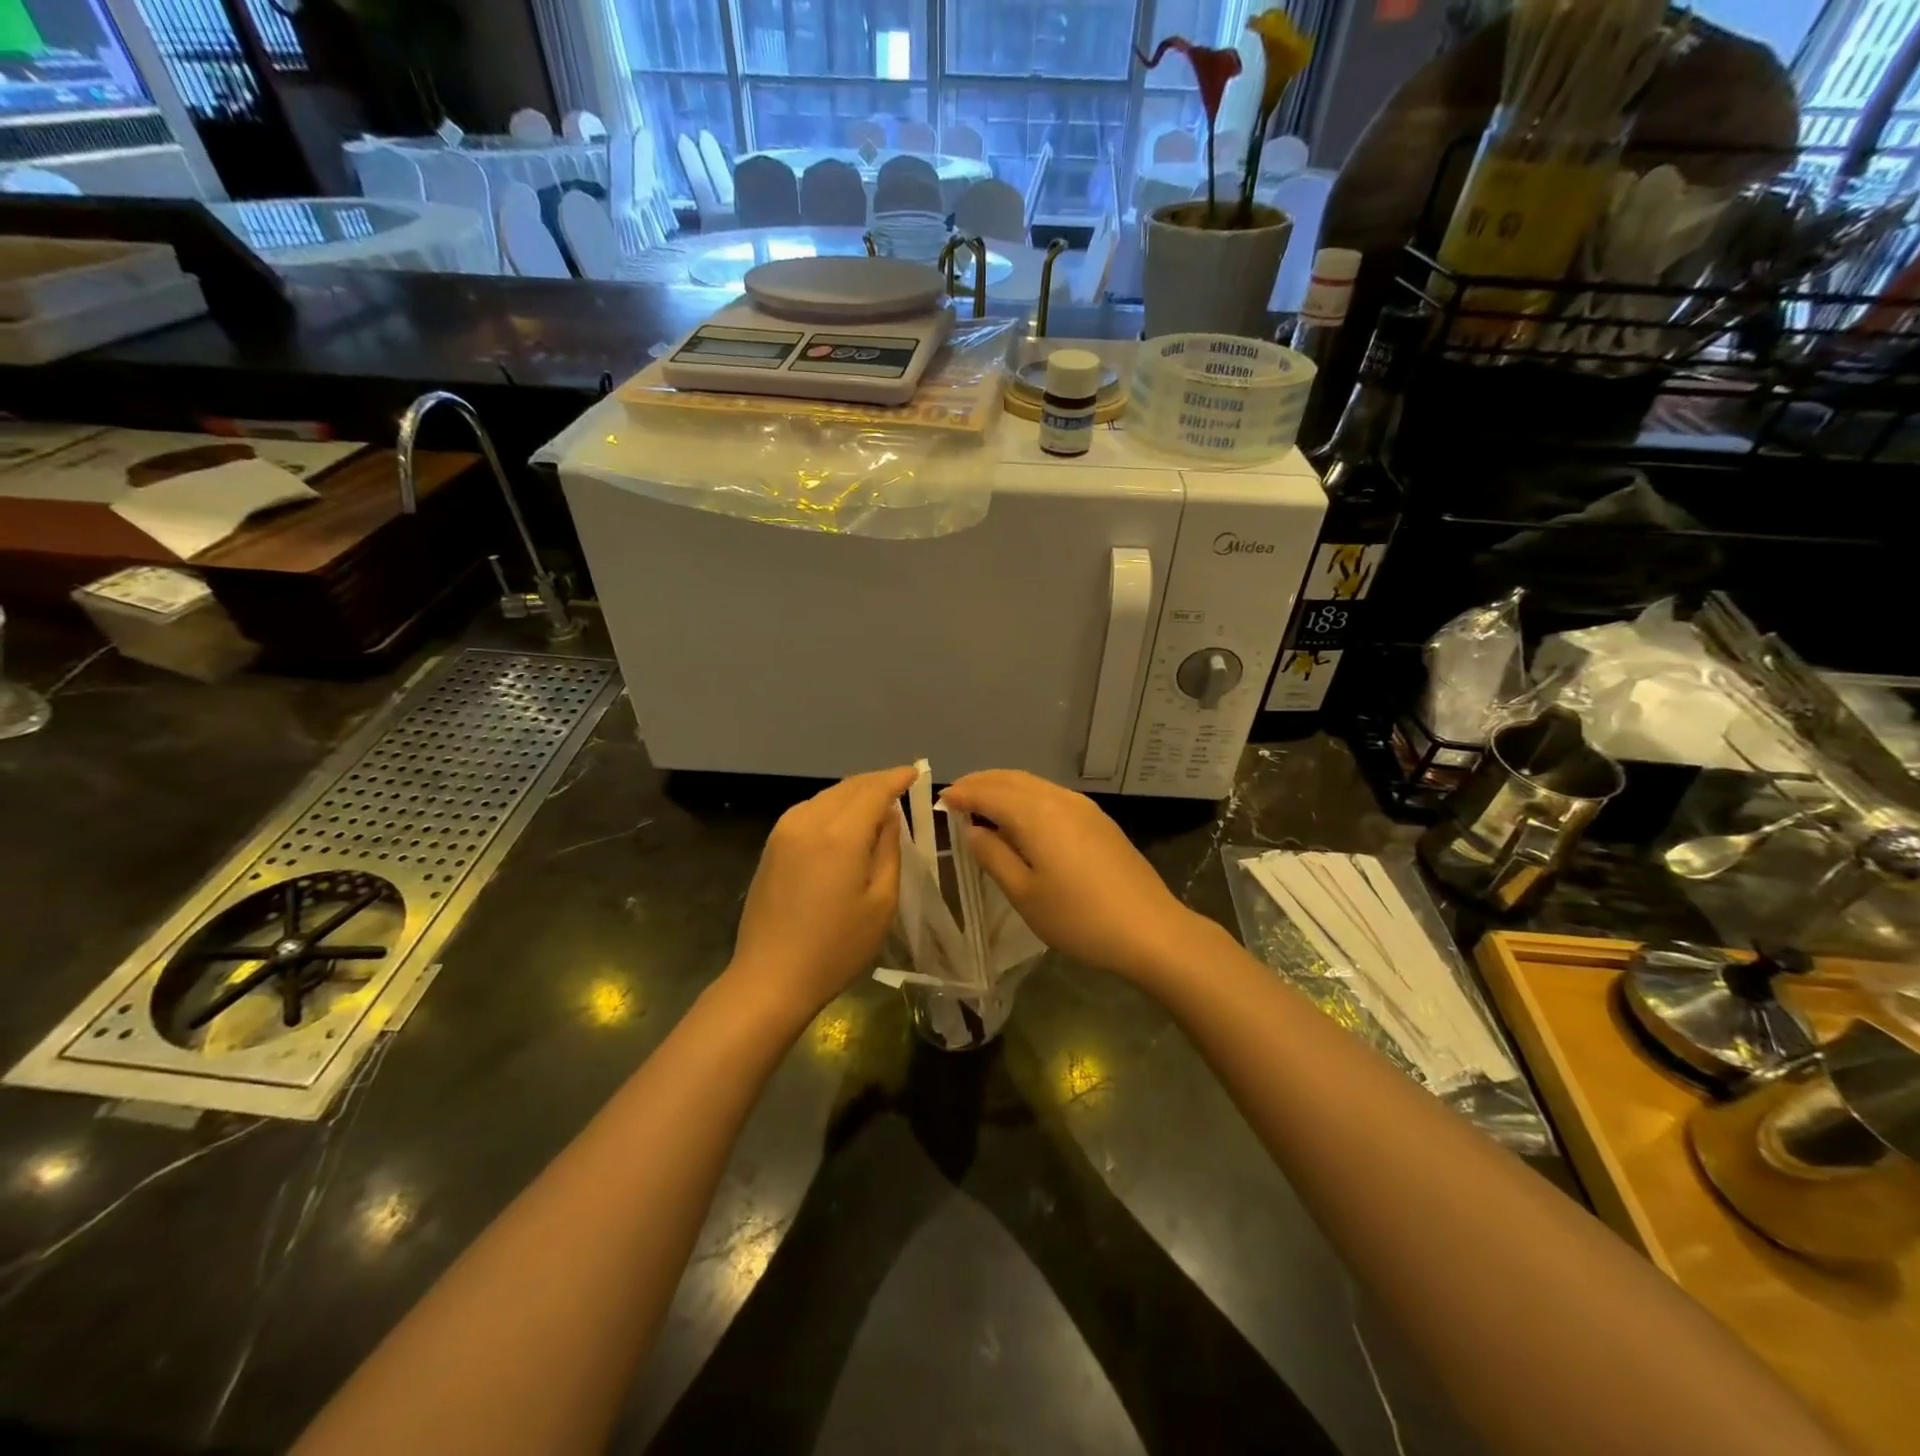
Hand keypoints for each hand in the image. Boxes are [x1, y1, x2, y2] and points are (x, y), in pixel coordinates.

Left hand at [730, 766, 916, 1016]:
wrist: (770, 978)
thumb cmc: (836, 947)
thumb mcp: (881, 903)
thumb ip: (889, 850)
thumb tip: (889, 816)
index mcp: (840, 833)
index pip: (874, 789)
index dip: (897, 778)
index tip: (917, 772)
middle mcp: (809, 820)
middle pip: (849, 787)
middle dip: (876, 782)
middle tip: (901, 785)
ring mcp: (784, 830)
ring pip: (827, 796)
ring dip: (854, 793)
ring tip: (877, 802)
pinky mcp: (772, 845)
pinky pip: (809, 810)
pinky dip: (833, 806)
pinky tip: (845, 821)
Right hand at [941, 770, 1206, 982]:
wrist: (1150, 930)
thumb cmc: (1079, 917)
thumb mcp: (1024, 894)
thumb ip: (993, 856)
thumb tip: (973, 829)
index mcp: (1036, 814)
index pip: (989, 792)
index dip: (963, 794)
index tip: (941, 801)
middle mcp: (1059, 798)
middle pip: (1011, 779)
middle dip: (981, 783)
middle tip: (957, 797)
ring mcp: (1083, 806)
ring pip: (1033, 784)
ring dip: (1004, 787)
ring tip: (983, 804)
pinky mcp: (1098, 819)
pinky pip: (1051, 794)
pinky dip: (1026, 797)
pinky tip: (1021, 817)